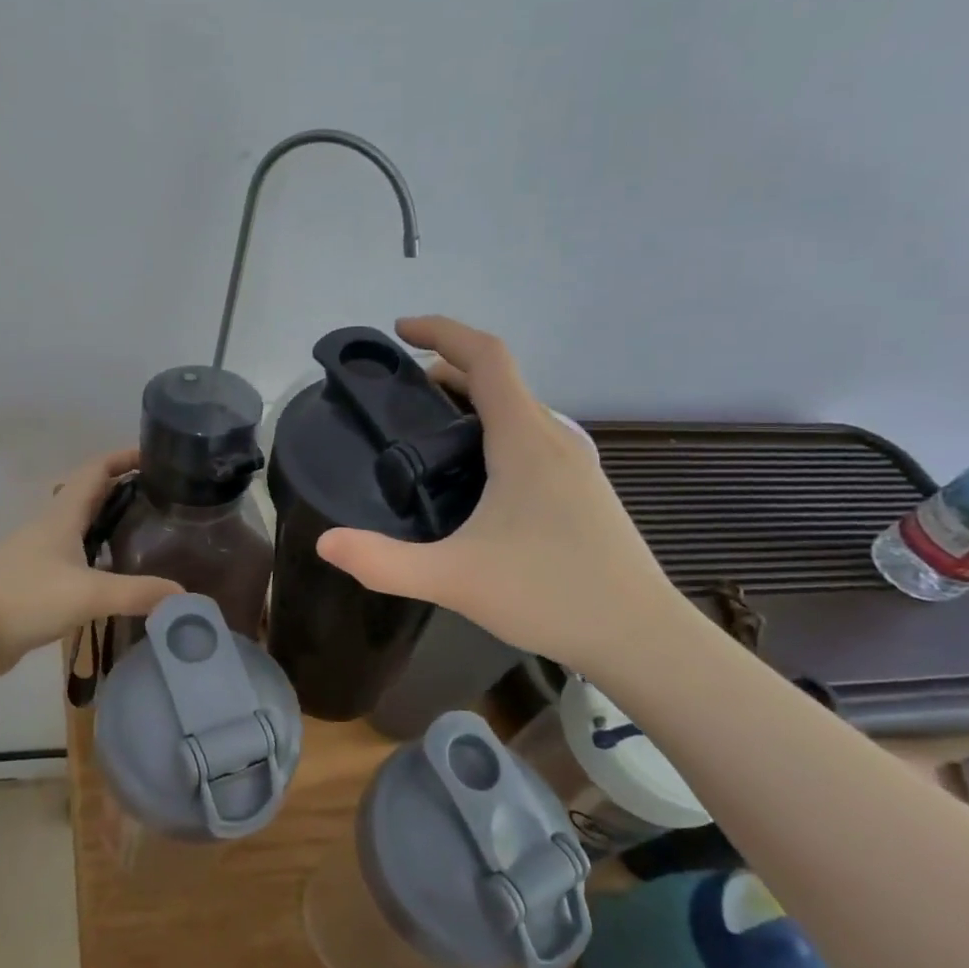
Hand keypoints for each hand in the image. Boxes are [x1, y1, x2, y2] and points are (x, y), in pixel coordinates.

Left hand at [0, 449, 183, 679]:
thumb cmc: (26, 598)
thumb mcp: (88, 594)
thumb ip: (137, 593)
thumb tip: (185, 595)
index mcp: (61, 515)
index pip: (95, 471)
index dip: (123, 457)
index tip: (155, 455)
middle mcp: (49, 526)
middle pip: (89, 495)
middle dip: (123, 489)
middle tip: (161, 498)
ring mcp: (38, 553)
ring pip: (79, 526)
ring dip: (108, 522)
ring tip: (145, 533)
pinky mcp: (32, 580)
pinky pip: (72, 557)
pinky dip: (96, 555)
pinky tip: (112, 574)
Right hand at [315, 316, 685, 675]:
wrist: (643, 637)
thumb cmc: (551, 594)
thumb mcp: (455, 579)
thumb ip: (384, 562)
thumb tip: (325, 543)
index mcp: (525, 439)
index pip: (486, 357)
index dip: (442, 331)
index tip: (400, 331)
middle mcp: (554, 438)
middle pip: (498, 379)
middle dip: (446, 371)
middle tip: (398, 396)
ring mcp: (575, 463)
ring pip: (517, 408)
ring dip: (471, 401)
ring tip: (427, 431)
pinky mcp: (582, 488)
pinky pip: (530, 435)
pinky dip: (493, 429)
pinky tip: (474, 475)